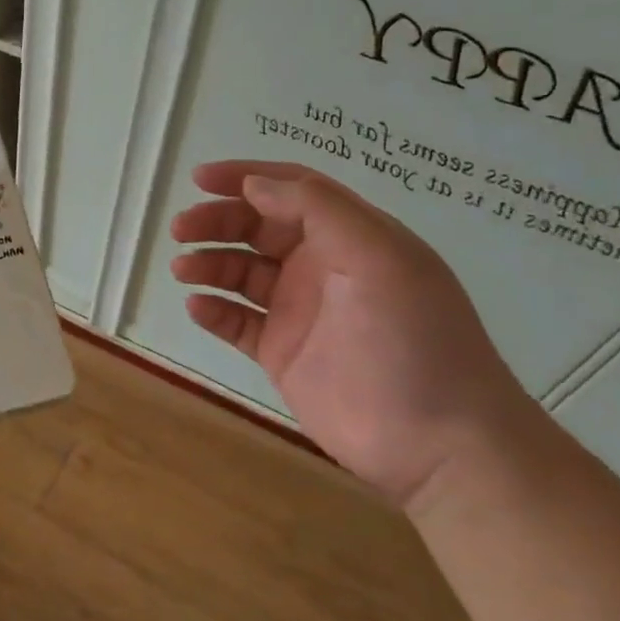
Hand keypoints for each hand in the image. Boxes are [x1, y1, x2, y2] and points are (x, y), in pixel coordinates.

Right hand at [170, 160, 534, 507]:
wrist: (438, 442)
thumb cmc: (414, 337)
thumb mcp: (380, 256)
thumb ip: (318, 209)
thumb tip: (255, 184)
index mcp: (350, 236)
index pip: (291, 191)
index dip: (245, 178)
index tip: (199, 179)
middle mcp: (321, 267)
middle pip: (257, 229)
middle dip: (216, 222)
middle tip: (181, 229)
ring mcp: (300, 312)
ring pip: (241, 273)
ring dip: (209, 263)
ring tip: (182, 269)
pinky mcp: (282, 354)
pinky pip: (238, 322)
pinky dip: (214, 311)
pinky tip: (197, 306)